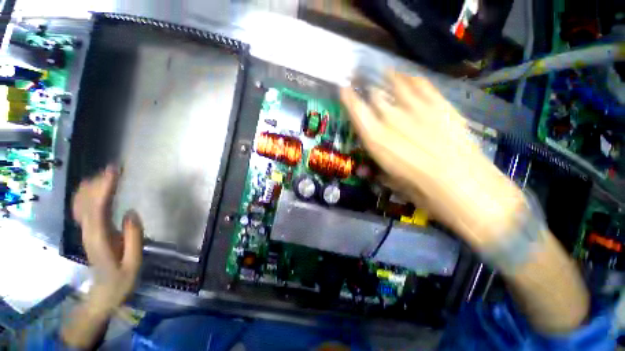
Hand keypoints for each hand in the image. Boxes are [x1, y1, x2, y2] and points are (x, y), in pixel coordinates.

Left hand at [72, 165, 143, 311]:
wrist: (103, 294)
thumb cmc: (121, 280)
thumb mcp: (133, 263)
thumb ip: (134, 238)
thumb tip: (131, 213)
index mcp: (100, 239)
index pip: (98, 208)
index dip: (105, 188)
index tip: (114, 173)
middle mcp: (89, 232)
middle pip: (87, 202)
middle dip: (99, 183)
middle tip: (114, 169)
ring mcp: (87, 232)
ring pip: (82, 204)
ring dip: (92, 187)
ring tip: (107, 174)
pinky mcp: (89, 232)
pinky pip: (83, 210)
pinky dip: (87, 196)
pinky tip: (94, 189)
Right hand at [341, 72, 524, 248]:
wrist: (465, 187)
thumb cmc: (420, 191)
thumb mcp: (391, 181)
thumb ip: (379, 167)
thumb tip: (375, 164)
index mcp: (377, 140)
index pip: (356, 111)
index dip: (348, 98)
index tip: (344, 89)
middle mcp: (392, 120)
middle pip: (375, 95)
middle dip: (367, 89)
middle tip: (363, 84)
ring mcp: (418, 110)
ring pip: (396, 85)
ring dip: (387, 79)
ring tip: (383, 73)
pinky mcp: (440, 106)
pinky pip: (421, 85)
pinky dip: (411, 79)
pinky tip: (407, 76)